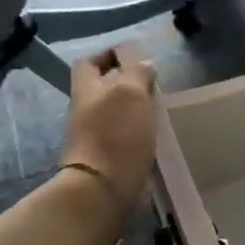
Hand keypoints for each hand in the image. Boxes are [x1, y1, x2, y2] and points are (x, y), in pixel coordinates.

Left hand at [59, 46, 158, 212]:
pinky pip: (122, 137)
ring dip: (134, 110)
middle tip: (153, 86)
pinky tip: (155, 137)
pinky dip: (137, 133)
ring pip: (114, 114)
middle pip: (102, 89)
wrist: (103, 188)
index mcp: (86, 90)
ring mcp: (94, 137)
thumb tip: (144, 65)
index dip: (108, 55)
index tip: (133, 57)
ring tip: (158, 111)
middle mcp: (85, 111)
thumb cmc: (116, 134)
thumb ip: (138, 74)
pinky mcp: (107, 159)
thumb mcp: (131, 94)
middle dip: (125, 84)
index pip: (89, 62)